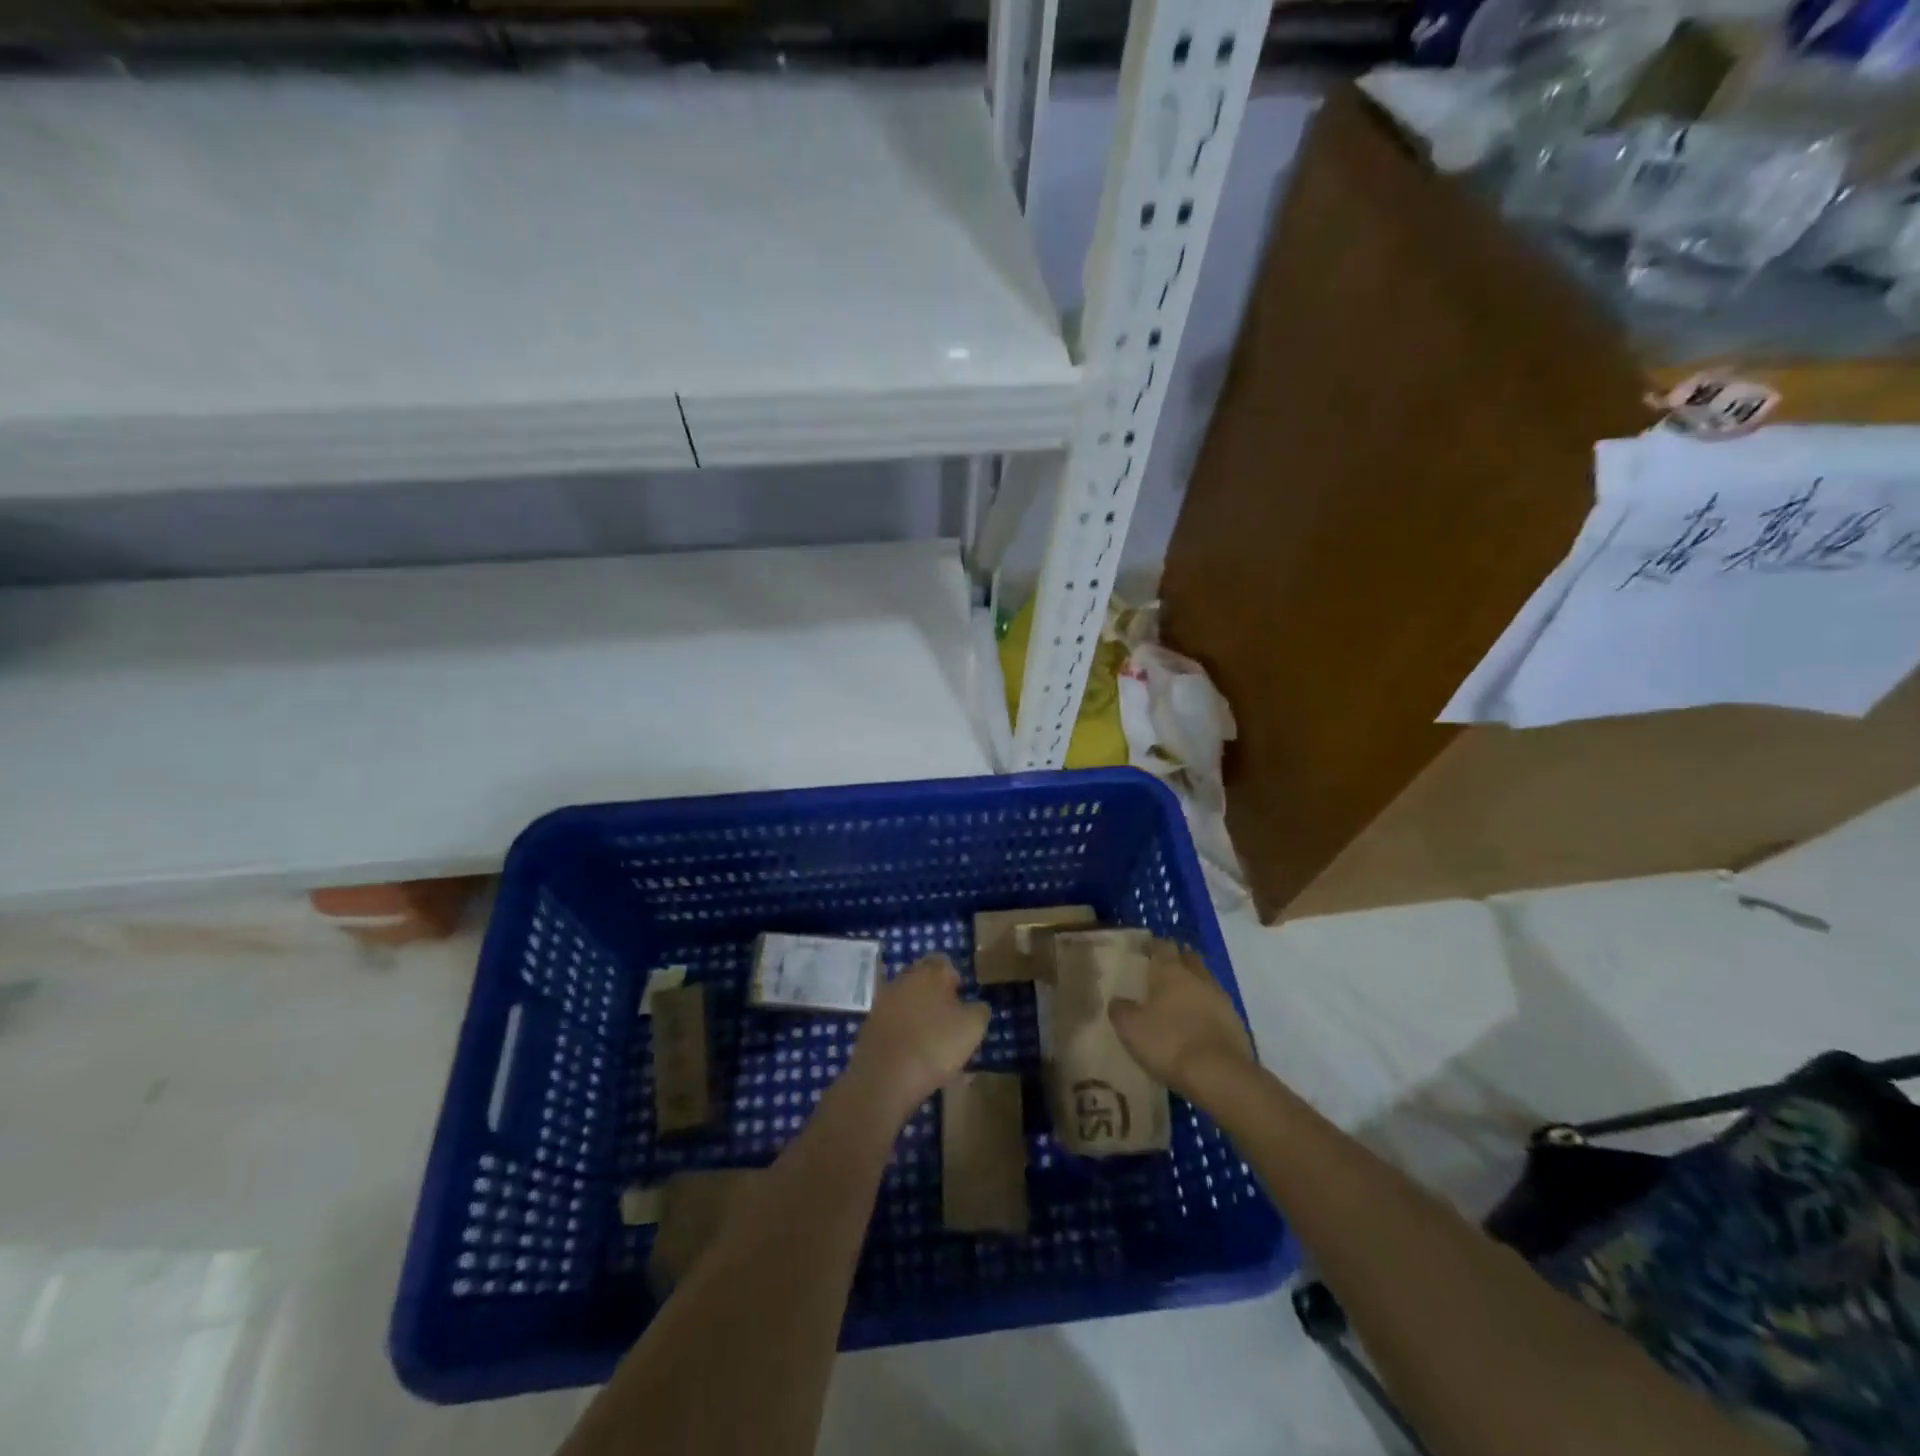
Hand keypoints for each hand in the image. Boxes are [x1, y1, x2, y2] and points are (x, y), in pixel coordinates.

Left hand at [845, 954, 989, 1119]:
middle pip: (924, 984)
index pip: (944, 963)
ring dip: (923, 1023)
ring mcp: (883, 1004)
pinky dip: (908, 1040)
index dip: (955, 980)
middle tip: (953, 1025)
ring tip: (939, 1053)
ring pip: (910, 1008)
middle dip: (938, 1000)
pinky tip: (920, 1065)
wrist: (884, 1078)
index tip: (963, 1000)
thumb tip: (976, 1006)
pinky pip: (897, 1029)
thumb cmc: (935, 1044)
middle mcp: (904, 981)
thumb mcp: (972, 1028)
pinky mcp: (870, 1028)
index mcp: (930, 973)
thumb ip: (979, 1010)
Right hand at [1109, 940, 1253, 1094]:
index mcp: (1171, 971)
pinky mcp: (1236, 1022)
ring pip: (1205, 981)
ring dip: (1194, 984)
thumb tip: (1117, 1000)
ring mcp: (1221, 998)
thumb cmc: (1169, 1043)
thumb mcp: (1131, 1028)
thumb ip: (1121, 1010)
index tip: (1144, 950)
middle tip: (1163, 970)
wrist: (1219, 1074)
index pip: (1163, 945)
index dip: (1153, 945)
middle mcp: (1198, 977)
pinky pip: (1217, 1005)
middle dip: (1178, 959)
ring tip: (1180, 998)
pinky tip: (1198, 1023)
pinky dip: (1207, 1008)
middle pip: (1189, 957)